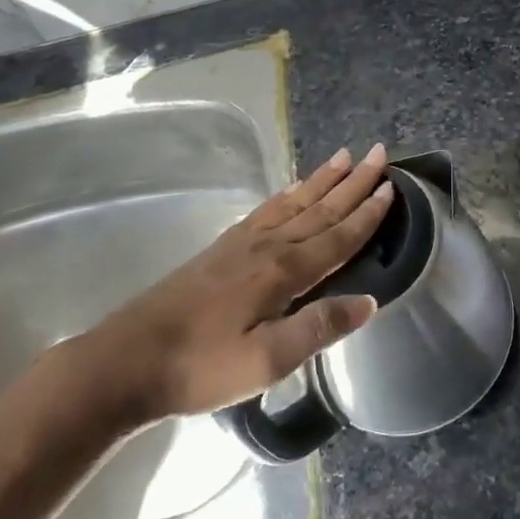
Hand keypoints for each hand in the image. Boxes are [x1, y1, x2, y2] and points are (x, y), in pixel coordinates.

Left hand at [61, 145, 392, 432]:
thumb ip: (318, 328)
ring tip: (343, 156)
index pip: (337, 236)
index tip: (391, 186)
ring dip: (322, 180)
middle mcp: (268, 246)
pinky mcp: (222, 248)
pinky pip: (266, 210)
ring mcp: (242, 243)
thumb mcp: (266, 360)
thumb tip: (369, 302)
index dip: (367, 213)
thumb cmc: (201, 366)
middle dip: (352, 182)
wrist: (128, 359)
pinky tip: (293, 188)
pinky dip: (287, 194)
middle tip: (377, 152)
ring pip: (294, 202)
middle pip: (320, 208)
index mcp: (283, 271)